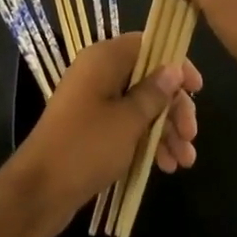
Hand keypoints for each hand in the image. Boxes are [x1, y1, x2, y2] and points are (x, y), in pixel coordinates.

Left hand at [6, 33, 201, 236]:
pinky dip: (147, 140)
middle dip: (173, 107)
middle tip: (191, 136)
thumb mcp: (128, 120)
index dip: (175, 64)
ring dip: (165, 129)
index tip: (197, 89)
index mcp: (104, 58)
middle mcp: (99, 73)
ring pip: (140, 105)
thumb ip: (154, 93)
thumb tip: (174, 67)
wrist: (39, 191)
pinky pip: (127, 125)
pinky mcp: (92, 128)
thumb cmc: (86, 146)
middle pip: (148, 78)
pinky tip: (165, 166)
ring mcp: (94, 101)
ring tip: (184, 161)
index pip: (148, 45)